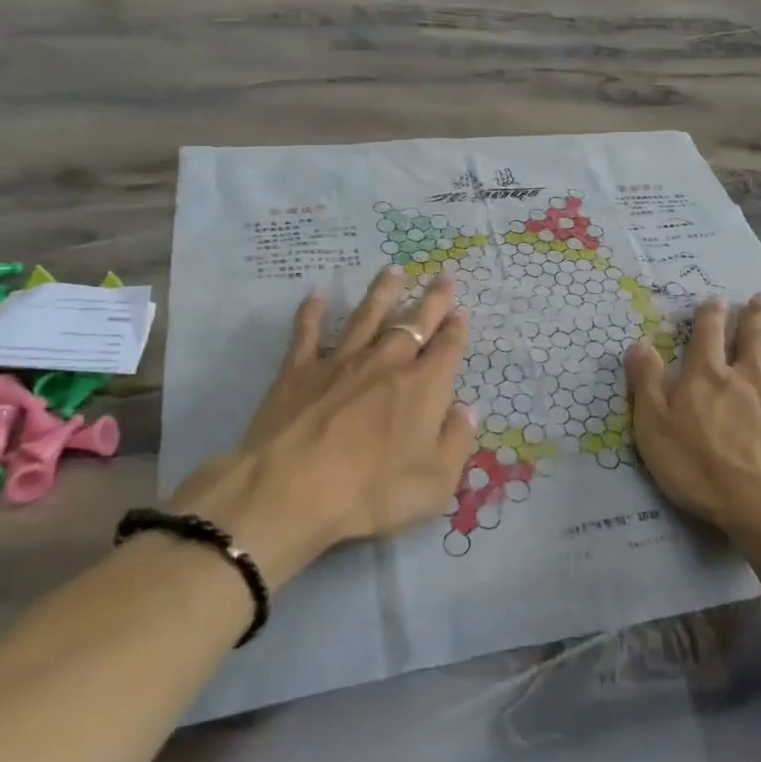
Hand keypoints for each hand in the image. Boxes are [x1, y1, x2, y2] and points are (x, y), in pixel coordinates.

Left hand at [168, 266, 477, 584]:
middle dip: (432, 299)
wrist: (293, 488)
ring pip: (367, 316)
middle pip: (414, 323)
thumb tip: (467, 409)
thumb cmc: (372, 491)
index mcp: (423, 387)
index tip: (461, 312)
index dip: (456, 329)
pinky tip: (317, 295)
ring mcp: (341, 362)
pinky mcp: (299, 370)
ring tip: (393, 270)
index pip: (447, 349)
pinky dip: (313, 313)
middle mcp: (386, 363)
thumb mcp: (435, 482)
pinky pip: (308, 333)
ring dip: (383, 292)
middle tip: (442, 275)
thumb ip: (456, 442)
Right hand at [624, 293, 760, 546]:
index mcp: (710, 378)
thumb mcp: (654, 426)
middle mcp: (753, 379)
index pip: (707, 337)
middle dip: (758, 317)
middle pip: (757, 340)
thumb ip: (646, 383)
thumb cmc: (701, 469)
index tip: (714, 298)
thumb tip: (638, 342)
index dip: (709, 316)